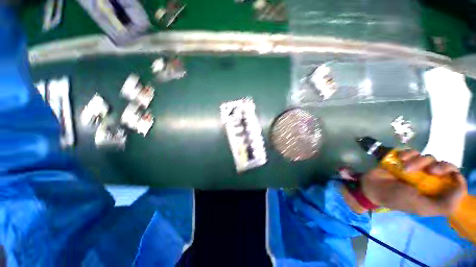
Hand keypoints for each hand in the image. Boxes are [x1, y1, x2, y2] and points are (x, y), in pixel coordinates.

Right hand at [360, 150, 466, 215]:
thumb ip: (443, 204)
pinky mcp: (405, 160)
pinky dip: (408, 153)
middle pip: (445, 166)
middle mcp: (430, 179)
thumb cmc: (396, 199)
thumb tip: (460, 187)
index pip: (455, 181)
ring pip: (428, 158)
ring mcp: (417, 168)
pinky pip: (413, 152)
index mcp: (436, 192)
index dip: (456, 176)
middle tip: (430, 171)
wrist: (372, 187)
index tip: (450, 176)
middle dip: (440, 166)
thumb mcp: (421, 207)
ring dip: (418, 161)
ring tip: (404, 168)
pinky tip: (400, 159)